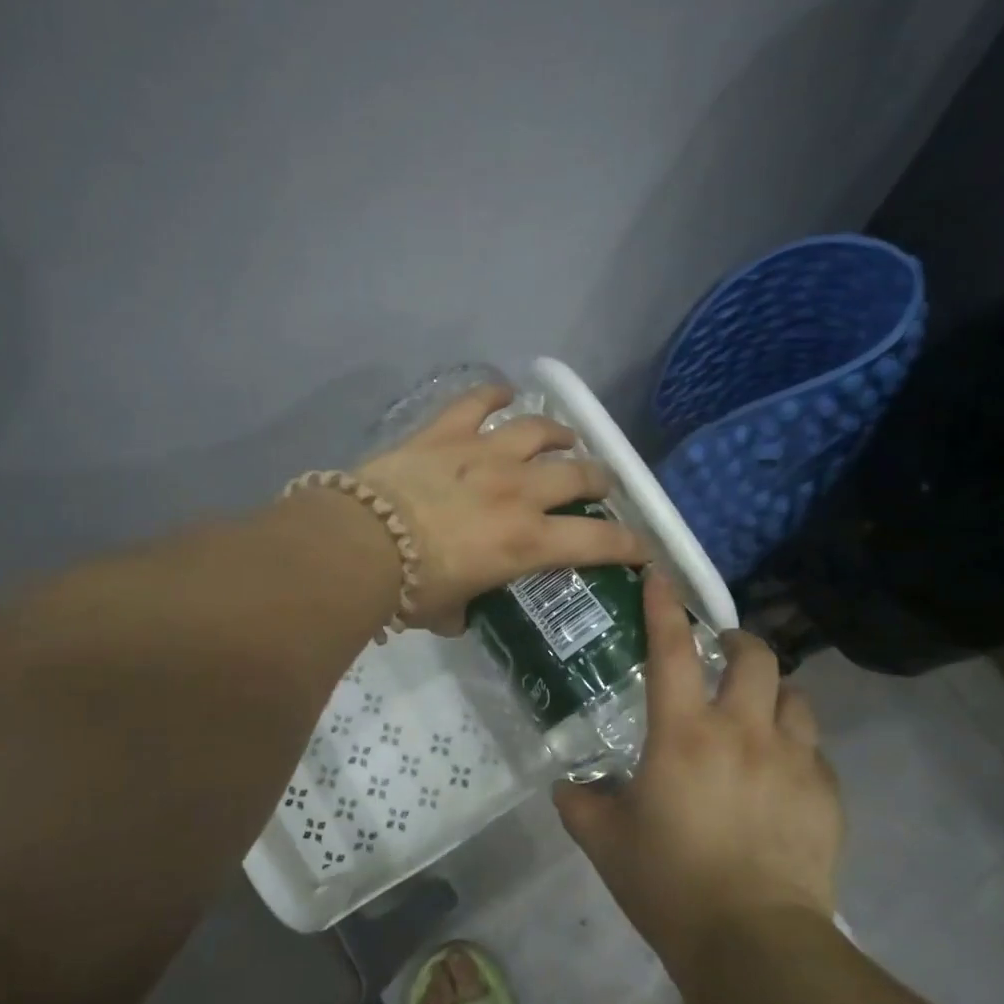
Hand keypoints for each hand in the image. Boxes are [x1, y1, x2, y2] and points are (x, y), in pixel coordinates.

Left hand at [356, 383, 646, 632]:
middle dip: (599, 480)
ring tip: (565, 437)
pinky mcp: (446, 432)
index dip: (629, 545)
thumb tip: (461, 612)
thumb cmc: (409, 588)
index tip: (643, 548)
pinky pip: (478, 401)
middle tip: (599, 484)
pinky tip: (502, 392)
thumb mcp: (447, 611)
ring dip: (559, 433)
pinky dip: (493, 393)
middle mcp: (518, 491)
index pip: (598, 543)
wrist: (360, 543)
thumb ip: (464, 609)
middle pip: (578, 474)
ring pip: (538, 430)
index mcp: (527, 542)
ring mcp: (484, 454)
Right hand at [554, 573, 842, 962]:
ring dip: (773, 693)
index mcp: (684, 734)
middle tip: (721, 654)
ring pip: (794, 697)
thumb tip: (567, 787)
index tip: (659, 576)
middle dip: (737, 642)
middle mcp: (742, 731)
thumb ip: (580, 804)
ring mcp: (792, 760)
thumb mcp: (606, 842)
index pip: (671, 650)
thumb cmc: (670, 884)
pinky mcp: (826, 794)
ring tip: (758, 711)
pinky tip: (781, 774)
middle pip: (753, 657)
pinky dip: (796, 747)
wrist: (755, 946)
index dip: (663, 606)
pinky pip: (815, 750)